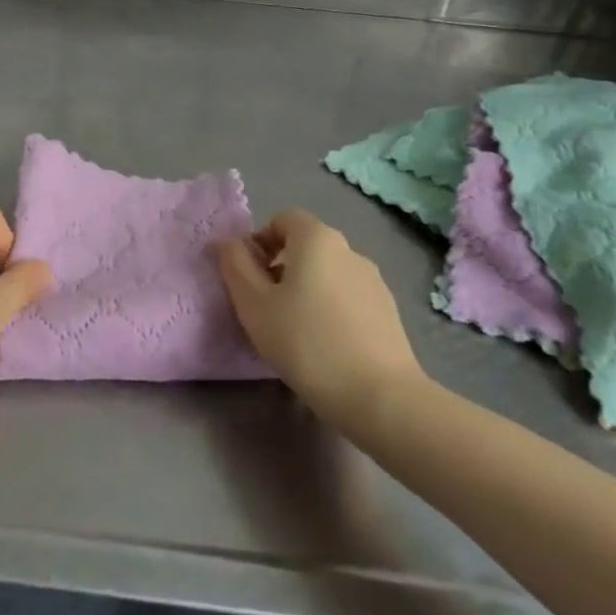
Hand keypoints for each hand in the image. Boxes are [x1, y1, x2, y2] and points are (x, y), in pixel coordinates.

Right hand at [216, 209, 422, 423]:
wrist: (379, 395)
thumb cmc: (305, 342)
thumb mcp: (254, 304)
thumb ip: (235, 266)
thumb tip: (227, 243)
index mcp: (316, 238)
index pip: (283, 218)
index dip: (260, 240)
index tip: (249, 276)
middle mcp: (349, 249)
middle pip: (306, 244)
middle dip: (280, 266)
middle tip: (265, 305)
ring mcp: (373, 280)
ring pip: (327, 271)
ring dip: (306, 288)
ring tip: (295, 329)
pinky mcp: (388, 310)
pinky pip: (347, 295)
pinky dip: (330, 307)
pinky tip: (325, 344)